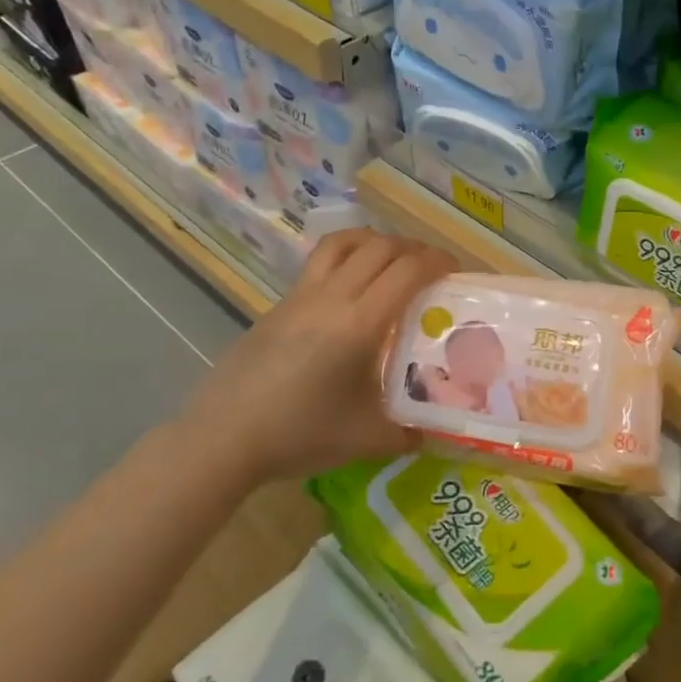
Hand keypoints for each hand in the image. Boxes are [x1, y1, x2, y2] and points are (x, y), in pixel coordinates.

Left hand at [177, 228, 457, 486]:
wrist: (225, 436)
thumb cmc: (300, 434)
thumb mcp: (367, 439)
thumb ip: (407, 432)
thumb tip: (432, 432)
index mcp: (360, 323)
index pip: (408, 270)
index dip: (437, 262)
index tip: (455, 271)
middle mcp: (332, 297)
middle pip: (380, 247)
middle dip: (412, 248)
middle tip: (430, 268)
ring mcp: (300, 296)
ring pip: (343, 243)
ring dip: (375, 242)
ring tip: (391, 261)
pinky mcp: (279, 304)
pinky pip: (320, 263)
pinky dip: (346, 259)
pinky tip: (350, 292)